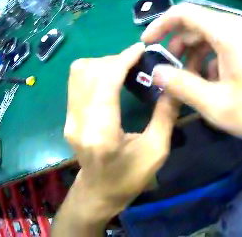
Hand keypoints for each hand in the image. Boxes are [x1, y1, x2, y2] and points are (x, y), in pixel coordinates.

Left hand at [63, 43, 179, 222]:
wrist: (99, 192)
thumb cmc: (129, 178)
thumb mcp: (156, 152)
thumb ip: (165, 115)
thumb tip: (173, 85)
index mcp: (102, 134)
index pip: (106, 81)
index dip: (123, 59)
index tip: (140, 49)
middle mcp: (79, 122)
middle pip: (90, 70)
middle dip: (114, 60)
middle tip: (134, 64)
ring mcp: (69, 119)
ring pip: (79, 72)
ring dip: (101, 64)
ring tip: (120, 71)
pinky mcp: (68, 117)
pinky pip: (76, 81)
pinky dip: (93, 72)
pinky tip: (108, 81)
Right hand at [142, 3, 241, 141]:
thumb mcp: (217, 104)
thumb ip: (181, 86)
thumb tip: (156, 72)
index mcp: (226, 32)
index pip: (183, 12)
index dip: (160, 24)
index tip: (147, 43)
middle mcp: (236, 27)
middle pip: (194, 25)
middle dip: (176, 46)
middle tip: (168, 73)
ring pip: (208, 37)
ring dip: (192, 57)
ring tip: (188, 83)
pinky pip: (223, 47)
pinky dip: (209, 61)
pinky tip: (211, 84)